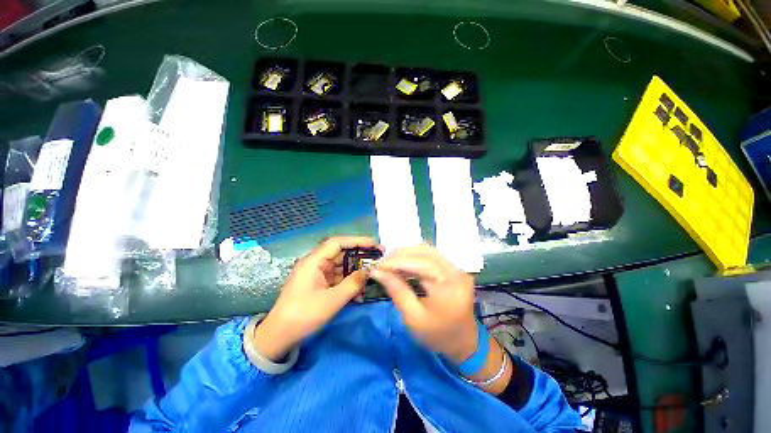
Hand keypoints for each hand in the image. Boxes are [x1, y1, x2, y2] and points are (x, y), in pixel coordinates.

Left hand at [253, 236, 379, 360]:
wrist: (279, 337)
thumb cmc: (303, 315)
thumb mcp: (332, 301)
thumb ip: (353, 284)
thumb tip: (368, 272)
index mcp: (314, 261)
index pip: (338, 243)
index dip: (357, 241)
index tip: (374, 245)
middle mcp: (316, 264)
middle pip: (341, 253)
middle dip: (360, 256)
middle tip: (377, 259)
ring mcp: (317, 274)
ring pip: (341, 266)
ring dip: (356, 272)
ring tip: (372, 277)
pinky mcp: (319, 284)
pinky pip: (337, 278)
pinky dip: (349, 282)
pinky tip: (360, 292)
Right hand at [369, 245, 478, 362]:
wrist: (464, 344)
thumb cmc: (438, 335)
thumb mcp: (413, 318)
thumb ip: (397, 291)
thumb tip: (378, 272)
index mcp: (450, 286)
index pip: (422, 263)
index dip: (398, 261)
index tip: (378, 265)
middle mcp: (456, 272)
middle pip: (426, 252)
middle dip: (401, 254)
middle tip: (382, 262)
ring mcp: (457, 269)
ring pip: (428, 251)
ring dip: (407, 254)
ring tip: (390, 262)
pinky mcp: (453, 269)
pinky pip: (432, 257)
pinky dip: (415, 258)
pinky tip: (402, 264)